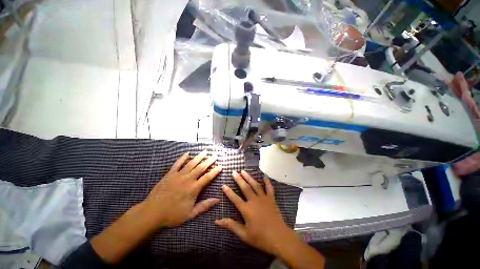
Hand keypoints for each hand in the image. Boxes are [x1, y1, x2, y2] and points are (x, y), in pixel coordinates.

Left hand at [143, 150, 221, 226]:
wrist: (151, 213)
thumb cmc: (172, 215)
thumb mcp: (190, 214)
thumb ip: (204, 206)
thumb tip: (217, 200)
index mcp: (193, 188)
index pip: (207, 177)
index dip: (215, 171)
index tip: (220, 166)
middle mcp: (187, 179)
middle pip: (201, 167)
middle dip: (209, 161)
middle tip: (215, 155)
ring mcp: (178, 175)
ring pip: (191, 163)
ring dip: (199, 157)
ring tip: (205, 151)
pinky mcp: (170, 174)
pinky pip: (177, 164)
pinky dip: (183, 158)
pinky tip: (187, 153)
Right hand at [215, 170, 295, 255]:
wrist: (279, 237)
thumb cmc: (260, 237)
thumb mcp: (244, 234)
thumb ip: (231, 226)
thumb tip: (217, 221)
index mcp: (247, 209)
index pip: (235, 198)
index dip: (228, 192)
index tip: (223, 184)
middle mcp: (254, 200)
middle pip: (245, 187)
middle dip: (239, 179)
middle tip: (234, 172)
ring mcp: (263, 198)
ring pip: (255, 185)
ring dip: (249, 177)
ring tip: (243, 171)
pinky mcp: (271, 199)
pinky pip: (269, 188)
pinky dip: (267, 181)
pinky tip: (264, 176)